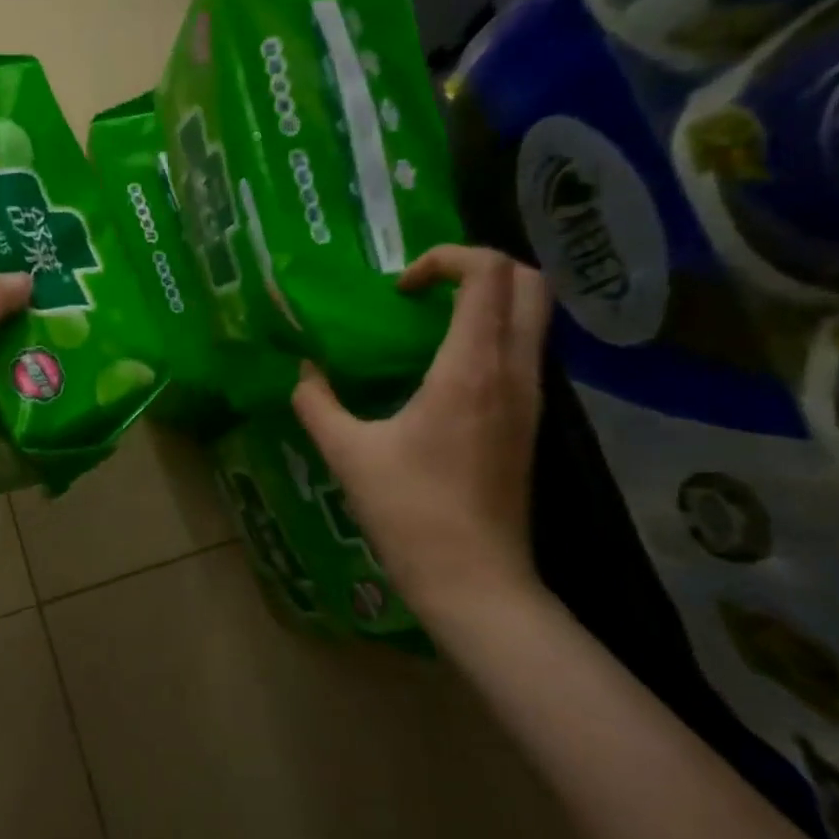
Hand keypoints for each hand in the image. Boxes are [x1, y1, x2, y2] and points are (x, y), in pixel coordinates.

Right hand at [293, 245, 552, 622]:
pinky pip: (525, 351)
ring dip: (489, 301)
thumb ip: (316, 403)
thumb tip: (304, 372)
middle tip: (427, 291)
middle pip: (530, 282)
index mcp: (470, 368)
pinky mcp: (531, 422)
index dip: (446, 258)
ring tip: (431, 325)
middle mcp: (513, 371)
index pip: (489, 272)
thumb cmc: (410, 513)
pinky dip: (493, 335)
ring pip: (534, 316)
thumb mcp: (347, 453)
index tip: (401, 289)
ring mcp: (531, 397)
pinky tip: (445, 370)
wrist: (474, 580)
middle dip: (480, 267)